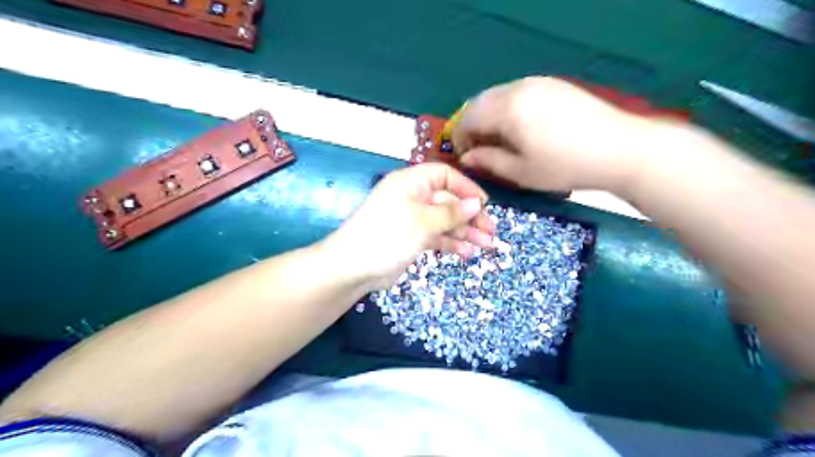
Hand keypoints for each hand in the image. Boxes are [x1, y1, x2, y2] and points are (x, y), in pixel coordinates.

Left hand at [328, 165, 492, 290]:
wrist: (353, 268)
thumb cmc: (388, 235)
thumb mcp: (423, 222)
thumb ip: (452, 213)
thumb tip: (477, 203)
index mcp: (412, 183)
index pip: (445, 176)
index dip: (466, 188)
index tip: (484, 205)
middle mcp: (413, 197)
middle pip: (448, 201)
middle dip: (470, 216)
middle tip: (491, 232)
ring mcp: (412, 219)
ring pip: (444, 221)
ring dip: (465, 232)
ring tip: (485, 246)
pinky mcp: (411, 238)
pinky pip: (436, 236)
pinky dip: (450, 243)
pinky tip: (466, 253)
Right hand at [452, 76, 653, 192]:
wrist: (620, 148)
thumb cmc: (565, 166)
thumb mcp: (521, 172)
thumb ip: (488, 161)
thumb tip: (467, 157)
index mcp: (507, 110)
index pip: (468, 118)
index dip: (460, 138)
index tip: (465, 156)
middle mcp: (518, 88)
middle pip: (479, 102)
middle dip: (472, 125)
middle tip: (479, 149)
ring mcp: (537, 83)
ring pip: (498, 95)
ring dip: (489, 116)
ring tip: (499, 140)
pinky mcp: (553, 84)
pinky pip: (517, 92)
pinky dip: (507, 109)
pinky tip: (520, 128)